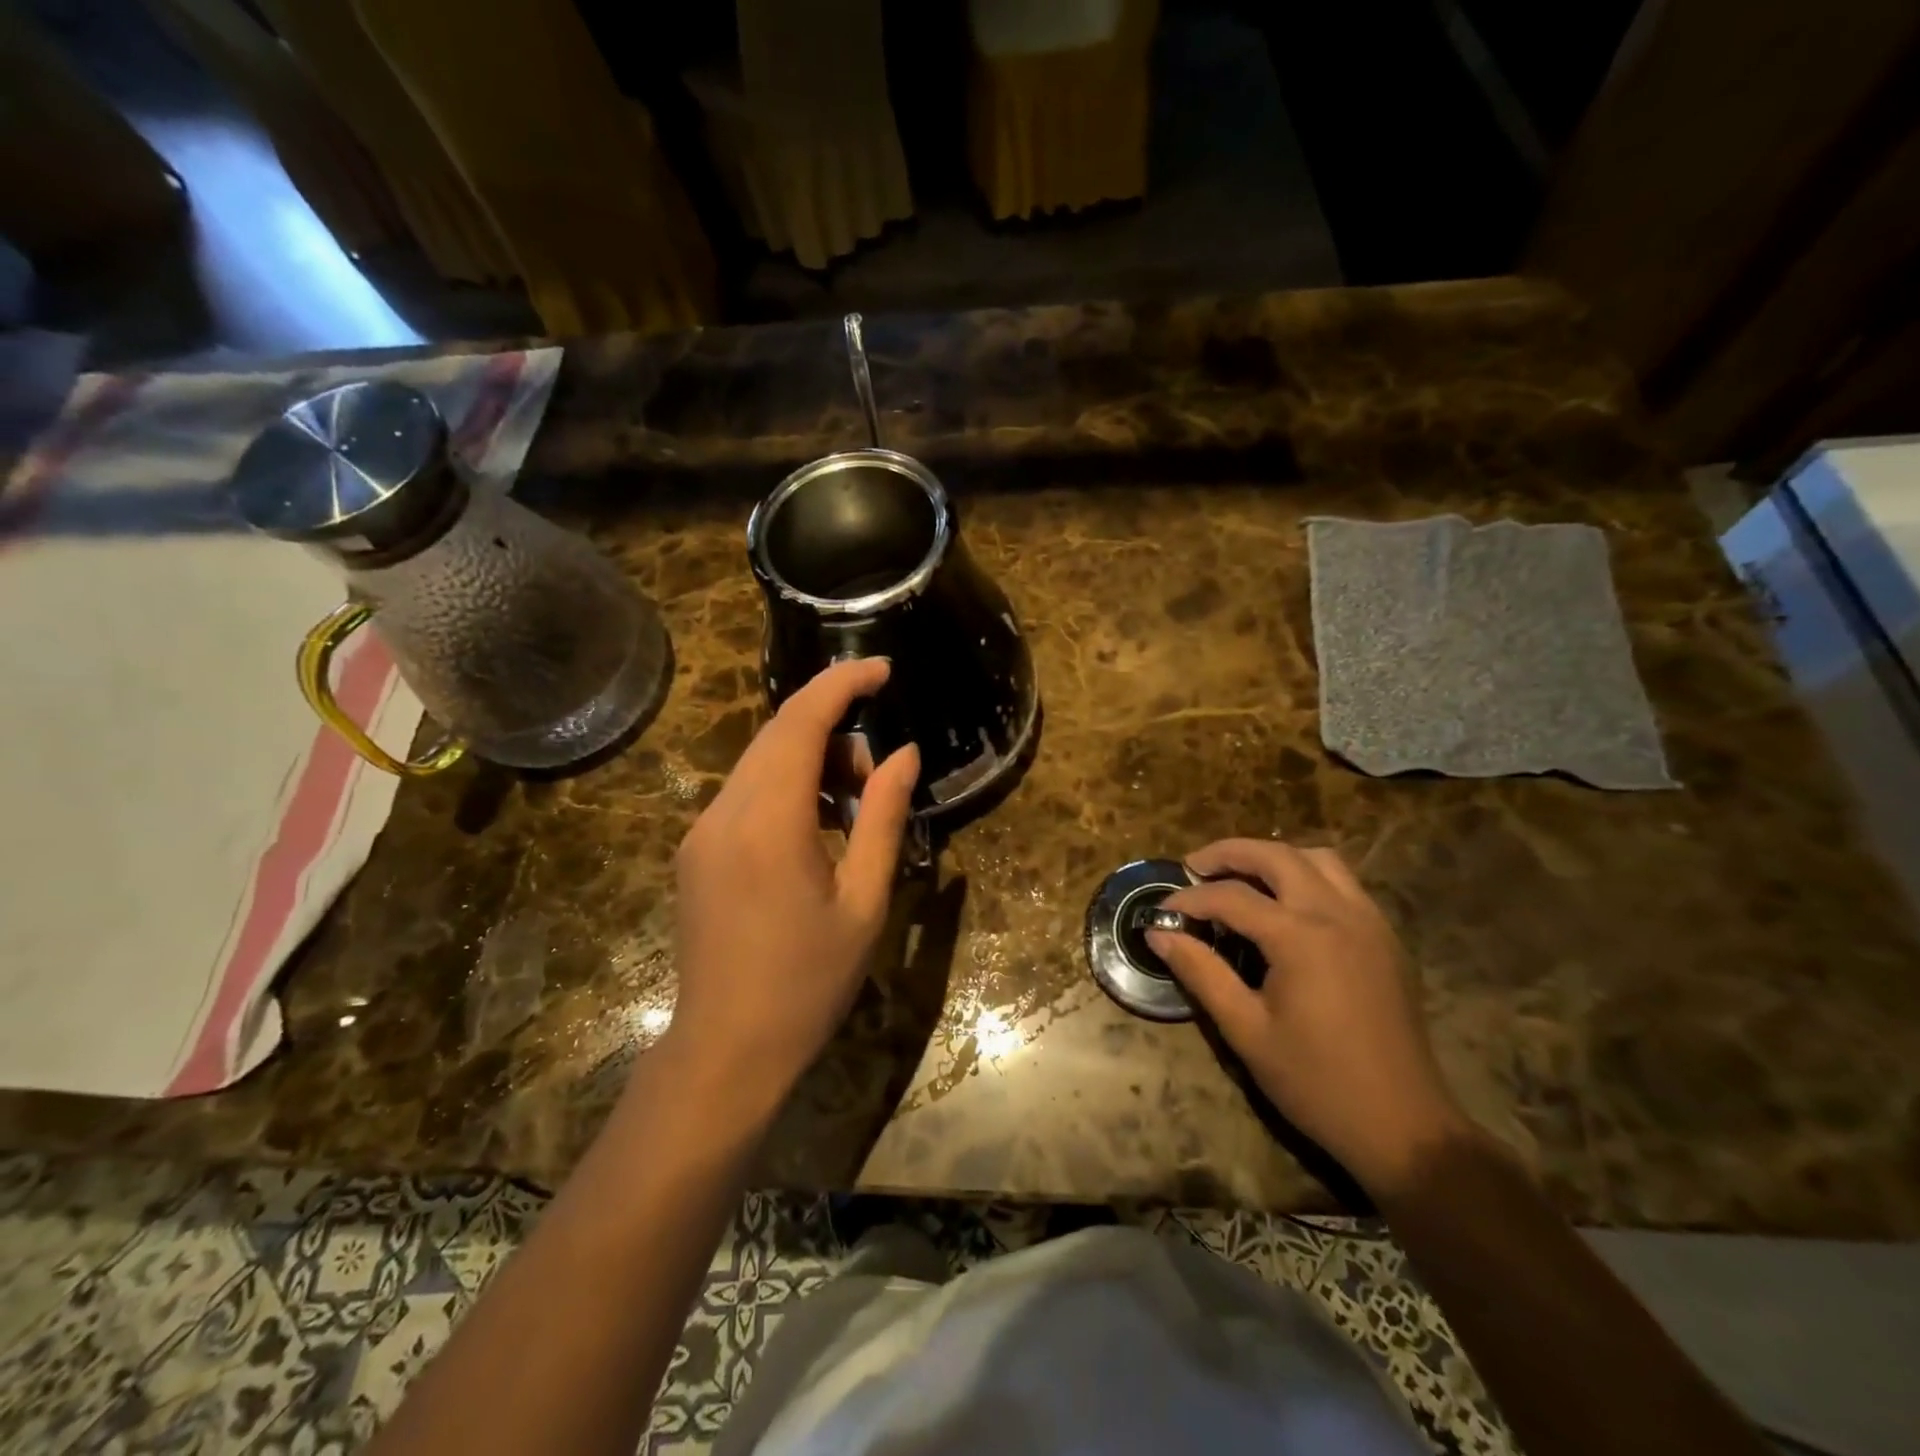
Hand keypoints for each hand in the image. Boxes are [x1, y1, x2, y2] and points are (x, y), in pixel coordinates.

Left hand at [661, 659, 919, 1122]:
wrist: (726, 1050)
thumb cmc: (808, 982)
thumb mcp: (864, 901)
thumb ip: (885, 818)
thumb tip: (904, 754)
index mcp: (768, 823)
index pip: (800, 723)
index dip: (842, 684)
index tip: (883, 670)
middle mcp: (723, 813)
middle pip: (777, 734)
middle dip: (834, 729)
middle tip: (878, 773)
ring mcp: (700, 831)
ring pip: (759, 761)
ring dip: (811, 761)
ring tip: (854, 806)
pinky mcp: (694, 850)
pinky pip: (744, 792)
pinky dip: (787, 787)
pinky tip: (816, 827)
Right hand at [1148, 839, 1471, 1193]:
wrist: (1405, 1127)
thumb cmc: (1316, 1082)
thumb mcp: (1246, 1030)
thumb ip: (1201, 972)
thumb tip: (1158, 933)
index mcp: (1300, 937)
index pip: (1231, 897)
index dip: (1190, 899)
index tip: (1162, 911)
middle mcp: (1337, 914)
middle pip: (1277, 855)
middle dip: (1229, 853)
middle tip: (1194, 867)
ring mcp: (1369, 922)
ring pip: (1318, 859)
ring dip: (1274, 858)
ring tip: (1241, 878)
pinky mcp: (1385, 939)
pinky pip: (1344, 883)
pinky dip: (1307, 876)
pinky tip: (1286, 907)